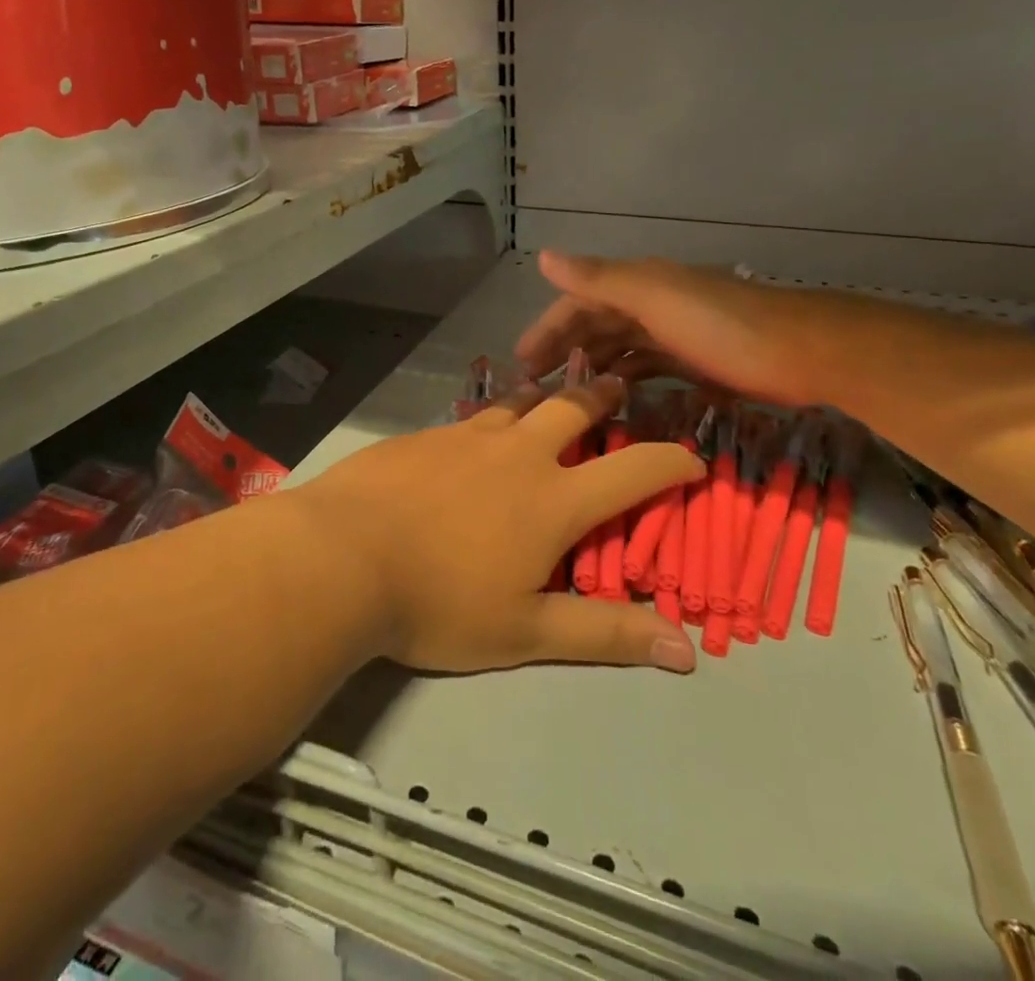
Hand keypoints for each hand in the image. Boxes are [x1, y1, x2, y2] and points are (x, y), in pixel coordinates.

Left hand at [293, 376, 702, 674]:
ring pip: (520, 401)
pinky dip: (492, 416)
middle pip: (573, 408)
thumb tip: (686, 650)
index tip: (692, 458)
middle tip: (619, 384)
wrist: (342, 556)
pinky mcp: (425, 434)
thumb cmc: (439, 603)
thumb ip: (604, 634)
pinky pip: (472, 416)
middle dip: (603, 396)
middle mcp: (517, 453)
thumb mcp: (526, 633)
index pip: (633, 471)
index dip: (671, 462)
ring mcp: (467, 436)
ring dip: (545, 394)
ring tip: (554, 391)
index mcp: (552, 499)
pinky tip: (479, 428)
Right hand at [516, 251, 818, 406]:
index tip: (520, 362)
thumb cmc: (721, 326)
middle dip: (563, 349)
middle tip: (535, 388)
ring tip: (566, 397)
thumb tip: (545, 256)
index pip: (577, 301)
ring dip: (591, 366)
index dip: (547, 327)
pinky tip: (614, 399)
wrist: (802, 353)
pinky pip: (647, 366)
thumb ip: (599, 279)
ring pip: (620, 347)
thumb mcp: (654, 298)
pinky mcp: (696, 360)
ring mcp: (675, 331)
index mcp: (638, 283)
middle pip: (595, 324)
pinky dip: (626, 379)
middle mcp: (652, 302)